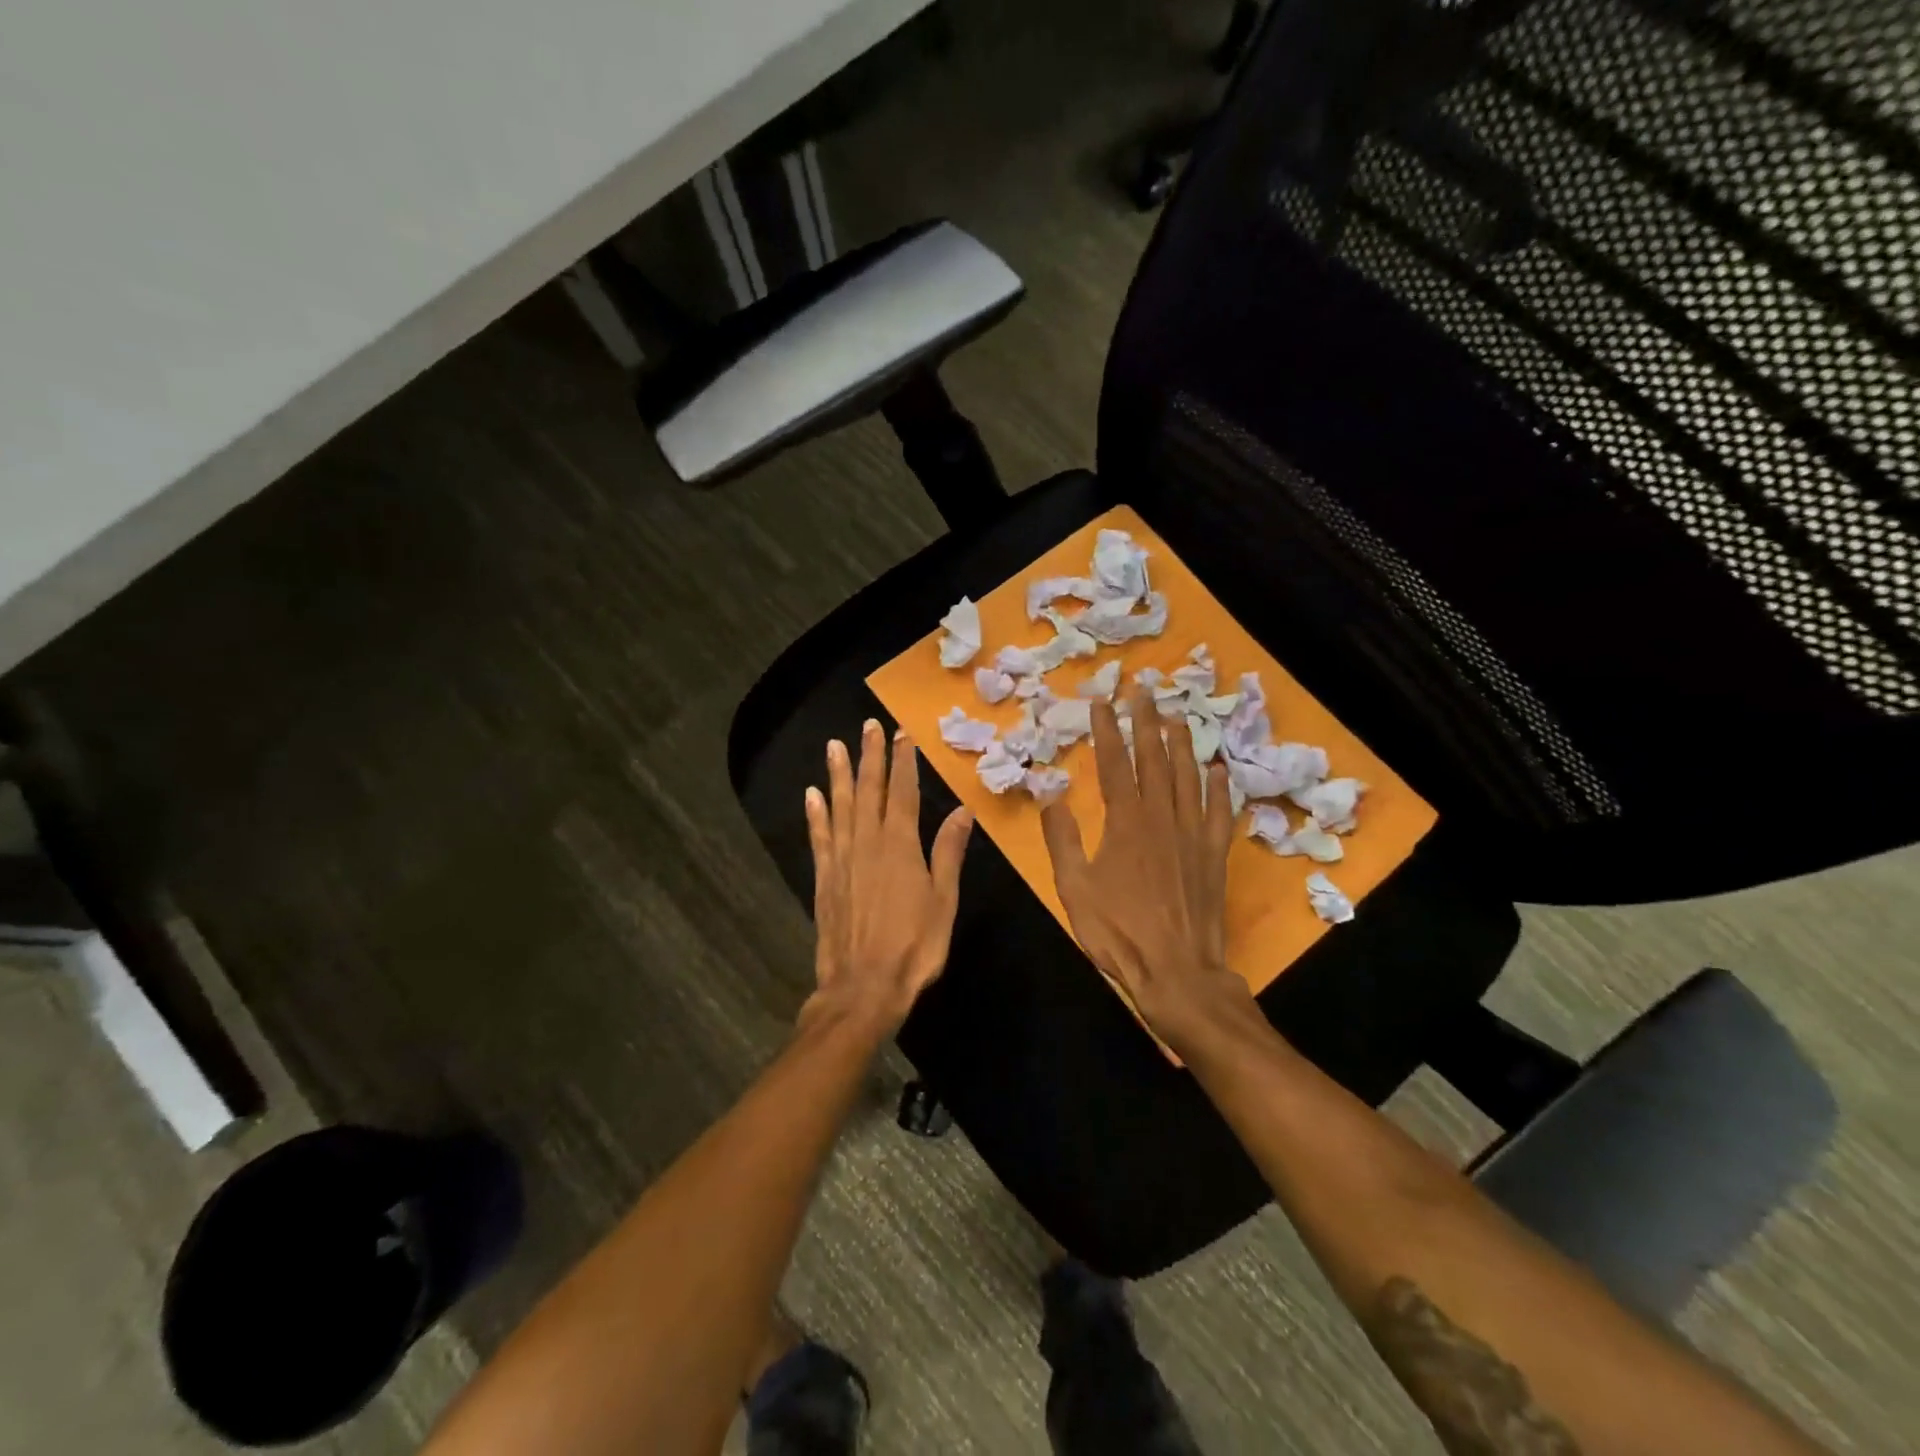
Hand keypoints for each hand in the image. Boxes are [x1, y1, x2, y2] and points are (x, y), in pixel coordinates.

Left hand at [805, 720, 973, 1033]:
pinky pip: (819, 838)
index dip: (902, 762)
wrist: (862, 988)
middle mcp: (867, 843)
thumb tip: (961, 811)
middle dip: (870, 757)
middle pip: (868, 791)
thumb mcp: (943, 901)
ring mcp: (842, 860)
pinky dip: (816, 814)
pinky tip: (813, 795)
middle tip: (867, 726)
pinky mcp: (825, 879)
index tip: (901, 734)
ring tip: (835, 746)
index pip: (902, 793)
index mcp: (900, 846)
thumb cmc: (913, 948)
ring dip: (839, 775)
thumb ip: (948, 853)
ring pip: (840, 807)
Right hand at [1040, 685, 1251, 1044]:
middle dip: (1146, 722)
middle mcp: (1162, 817)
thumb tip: (1051, 794)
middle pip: (1154, 759)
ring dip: (1181, 742)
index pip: (1114, 764)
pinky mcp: (1215, 853)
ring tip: (1176, 714)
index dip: (1107, 730)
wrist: (1177, 971)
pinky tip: (1218, 767)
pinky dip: (1219, 786)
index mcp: (1125, 822)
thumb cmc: (1118, 931)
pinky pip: (1219, 810)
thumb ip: (1061, 838)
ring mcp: (1193, 833)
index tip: (1102, 701)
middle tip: (1144, 690)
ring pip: (1188, 776)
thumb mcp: (1073, 887)